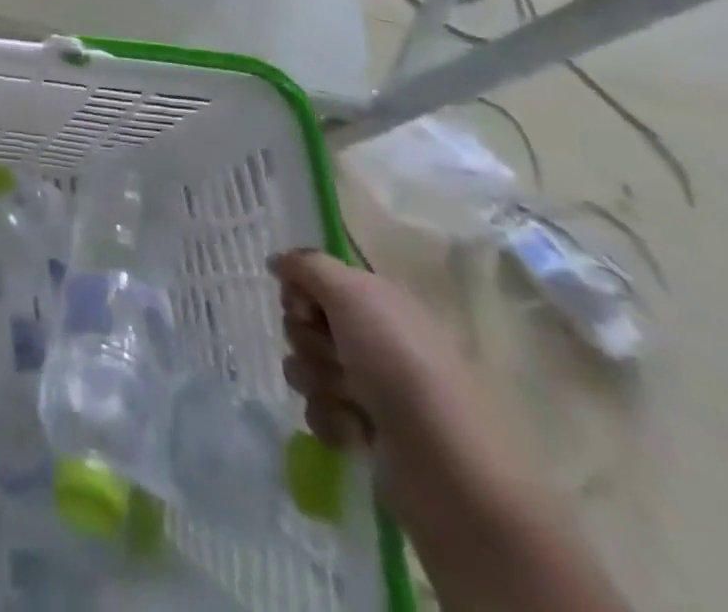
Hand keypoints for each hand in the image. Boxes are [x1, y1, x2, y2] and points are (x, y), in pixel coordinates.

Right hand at [273, 250, 512, 517]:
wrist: (448, 466)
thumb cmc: (400, 364)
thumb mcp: (352, 293)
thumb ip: (308, 266)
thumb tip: (279, 262)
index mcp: (378, 303)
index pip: (315, 281)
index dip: (300, 292)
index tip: (304, 306)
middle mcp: (374, 339)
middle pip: (304, 323)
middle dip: (306, 339)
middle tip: (334, 356)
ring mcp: (370, 388)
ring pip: (305, 366)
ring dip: (316, 380)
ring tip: (347, 399)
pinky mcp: (364, 430)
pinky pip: (318, 410)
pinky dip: (329, 418)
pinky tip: (352, 430)